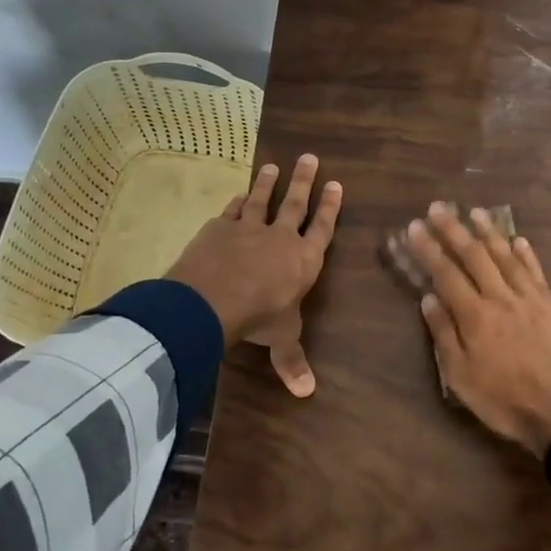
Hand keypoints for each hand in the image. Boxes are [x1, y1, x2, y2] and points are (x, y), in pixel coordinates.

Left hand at [166, 154, 341, 396]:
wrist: (214, 299)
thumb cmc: (259, 317)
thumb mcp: (281, 338)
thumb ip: (293, 360)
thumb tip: (308, 393)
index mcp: (303, 260)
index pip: (322, 229)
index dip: (330, 208)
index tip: (337, 185)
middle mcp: (280, 238)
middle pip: (296, 203)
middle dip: (304, 181)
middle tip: (310, 157)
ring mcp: (248, 228)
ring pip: (262, 199)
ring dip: (268, 182)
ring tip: (273, 165)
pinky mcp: (219, 228)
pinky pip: (231, 210)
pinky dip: (237, 201)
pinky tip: (239, 194)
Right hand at [406, 203, 550, 456]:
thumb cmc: (506, 401)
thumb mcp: (462, 378)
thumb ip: (445, 335)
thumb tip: (428, 298)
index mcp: (475, 316)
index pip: (446, 273)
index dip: (429, 249)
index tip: (415, 227)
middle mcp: (501, 298)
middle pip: (474, 255)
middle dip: (454, 229)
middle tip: (439, 207)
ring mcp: (529, 299)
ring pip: (506, 256)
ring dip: (489, 231)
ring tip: (475, 211)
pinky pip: (535, 272)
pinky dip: (525, 253)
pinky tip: (518, 239)